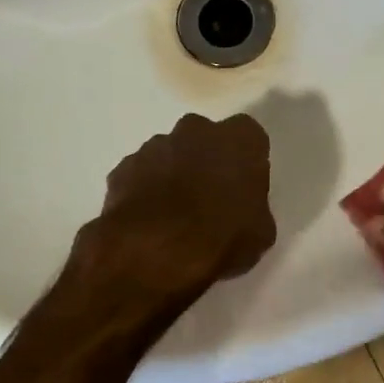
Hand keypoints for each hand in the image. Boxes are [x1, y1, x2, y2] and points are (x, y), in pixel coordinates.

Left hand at [71, 113, 275, 310]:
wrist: (154, 251)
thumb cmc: (221, 237)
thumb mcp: (260, 233)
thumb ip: (254, 208)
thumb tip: (244, 211)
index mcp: (239, 140)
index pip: (249, 136)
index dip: (246, 160)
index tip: (244, 185)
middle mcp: (196, 131)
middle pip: (205, 138)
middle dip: (207, 160)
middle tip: (210, 197)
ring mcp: (154, 146)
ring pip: (169, 154)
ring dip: (174, 175)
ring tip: (175, 215)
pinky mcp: (122, 168)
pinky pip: (140, 175)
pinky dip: (145, 191)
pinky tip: (148, 222)